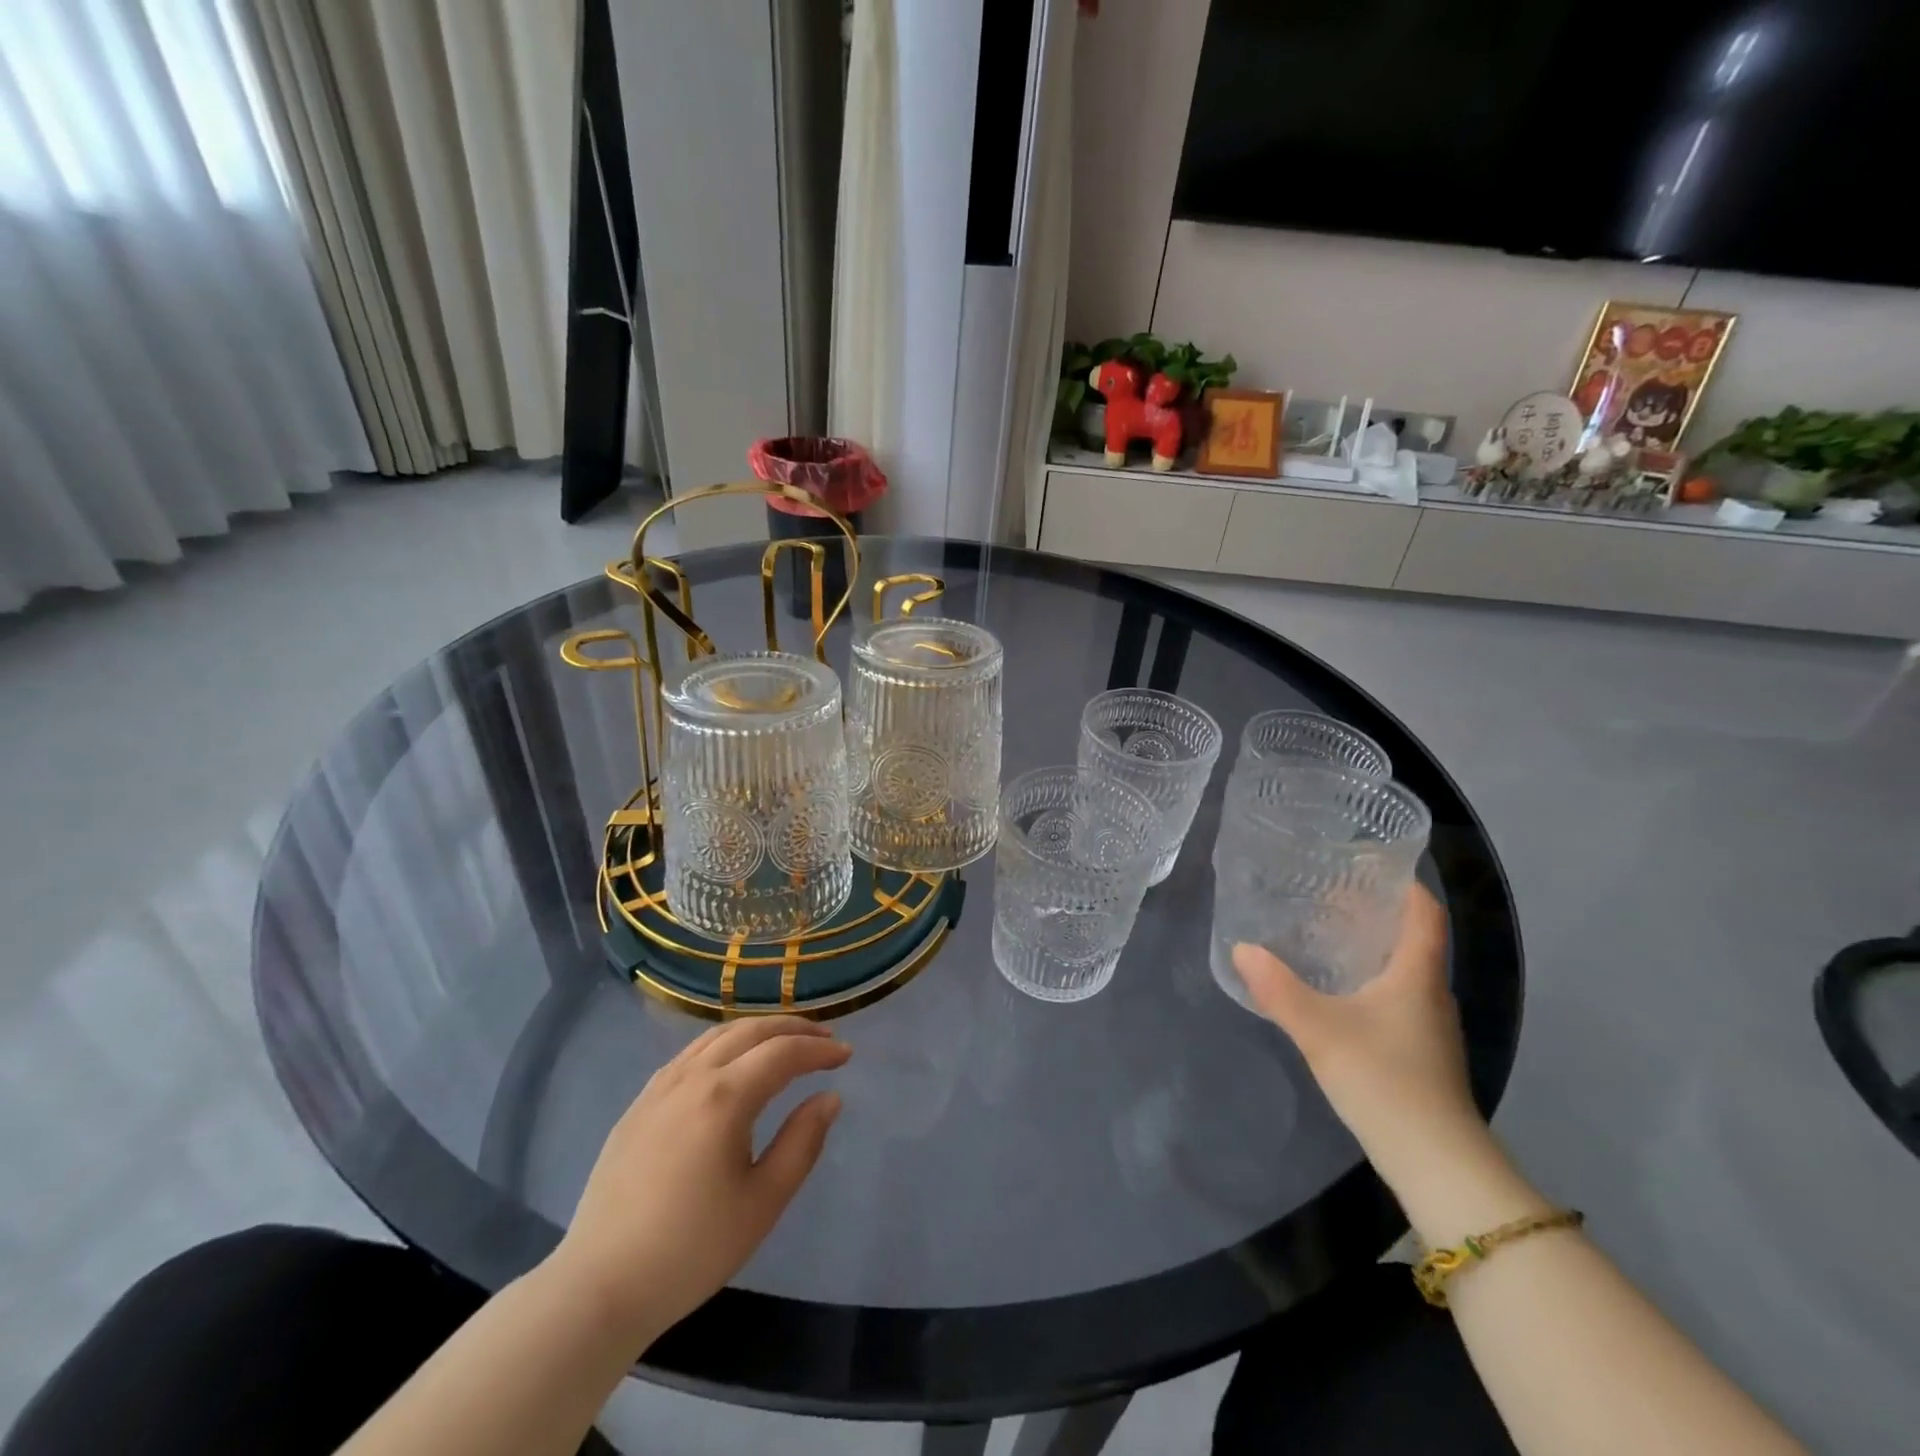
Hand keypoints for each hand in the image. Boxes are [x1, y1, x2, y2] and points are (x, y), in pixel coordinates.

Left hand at [546, 1017, 849, 1350]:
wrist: (599, 1287)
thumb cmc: (691, 1250)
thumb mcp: (762, 1203)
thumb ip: (802, 1142)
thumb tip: (829, 1097)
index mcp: (724, 1097)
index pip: (783, 1053)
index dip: (819, 1050)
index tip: (846, 1056)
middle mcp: (692, 1077)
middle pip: (750, 1031)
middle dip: (793, 1029)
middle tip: (824, 1038)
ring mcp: (659, 1086)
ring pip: (717, 1035)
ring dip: (758, 1030)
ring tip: (784, 1042)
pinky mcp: (639, 1104)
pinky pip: (690, 1053)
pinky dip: (724, 1044)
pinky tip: (732, 1063)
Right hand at [1232, 884, 1489, 1190]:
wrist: (1435, 1161)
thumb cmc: (1384, 1080)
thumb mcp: (1320, 1030)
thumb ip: (1278, 989)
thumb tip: (1242, 948)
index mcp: (1417, 975)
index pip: (1425, 913)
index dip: (1405, 884)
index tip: (1369, 863)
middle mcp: (1430, 993)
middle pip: (1413, 938)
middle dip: (1376, 912)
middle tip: (1328, 893)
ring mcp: (1429, 1026)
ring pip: (1404, 969)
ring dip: (1372, 947)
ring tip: (1324, 933)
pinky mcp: (1419, 1051)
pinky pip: (1397, 996)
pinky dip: (1370, 979)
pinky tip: (1337, 989)